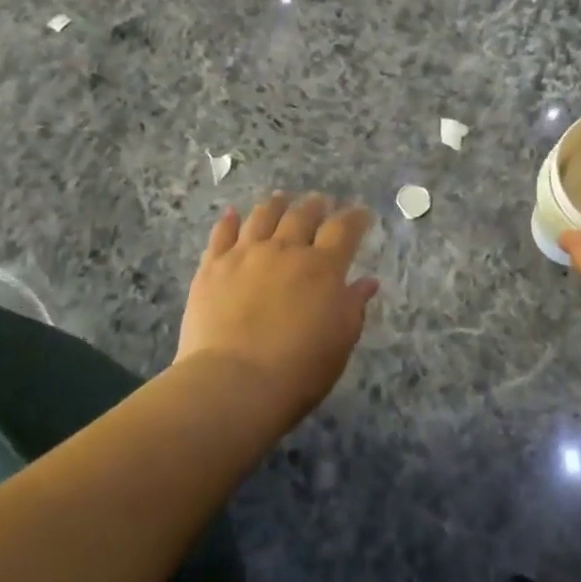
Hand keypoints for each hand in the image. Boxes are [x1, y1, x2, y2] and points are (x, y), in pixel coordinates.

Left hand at [176, 193, 379, 426]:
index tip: (361, 213)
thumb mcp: (340, 341)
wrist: (233, 384)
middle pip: (303, 215)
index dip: (355, 217)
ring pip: (263, 216)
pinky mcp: (213, 267)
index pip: (344, 229)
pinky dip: (230, 220)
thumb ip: (354, 306)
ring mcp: (246, 254)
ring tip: (282, 198)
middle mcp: (285, 250)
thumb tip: (367, 281)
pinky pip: (222, 234)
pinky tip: (233, 213)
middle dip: (316, 205)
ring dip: (276, 204)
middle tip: (321, 201)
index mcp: (323, 267)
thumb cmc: (298, 370)